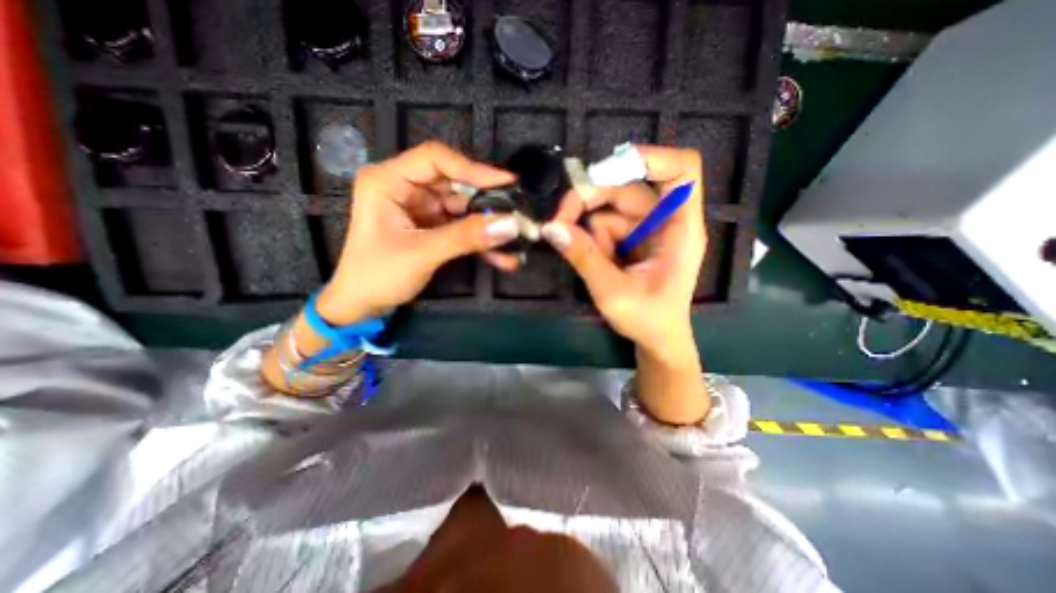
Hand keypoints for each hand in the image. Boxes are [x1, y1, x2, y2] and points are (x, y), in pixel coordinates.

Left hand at [319, 141, 521, 322]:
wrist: (363, 305)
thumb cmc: (378, 274)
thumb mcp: (422, 253)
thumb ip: (466, 237)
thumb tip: (510, 224)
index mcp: (389, 180)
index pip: (436, 159)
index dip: (474, 168)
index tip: (508, 182)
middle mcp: (407, 188)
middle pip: (456, 184)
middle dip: (487, 203)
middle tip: (518, 215)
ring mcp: (422, 209)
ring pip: (464, 209)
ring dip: (489, 227)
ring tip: (516, 240)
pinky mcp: (433, 227)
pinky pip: (463, 228)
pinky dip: (481, 242)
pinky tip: (503, 257)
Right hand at [539, 145, 704, 353]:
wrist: (656, 339)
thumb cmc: (647, 319)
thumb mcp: (612, 292)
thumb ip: (583, 258)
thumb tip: (551, 228)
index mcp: (680, 230)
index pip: (682, 172)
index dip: (651, 158)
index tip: (606, 168)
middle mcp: (666, 221)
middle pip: (627, 188)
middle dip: (589, 201)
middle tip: (559, 222)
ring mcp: (647, 229)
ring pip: (609, 208)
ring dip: (588, 230)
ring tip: (588, 261)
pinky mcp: (632, 238)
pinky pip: (604, 226)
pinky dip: (592, 240)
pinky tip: (596, 263)